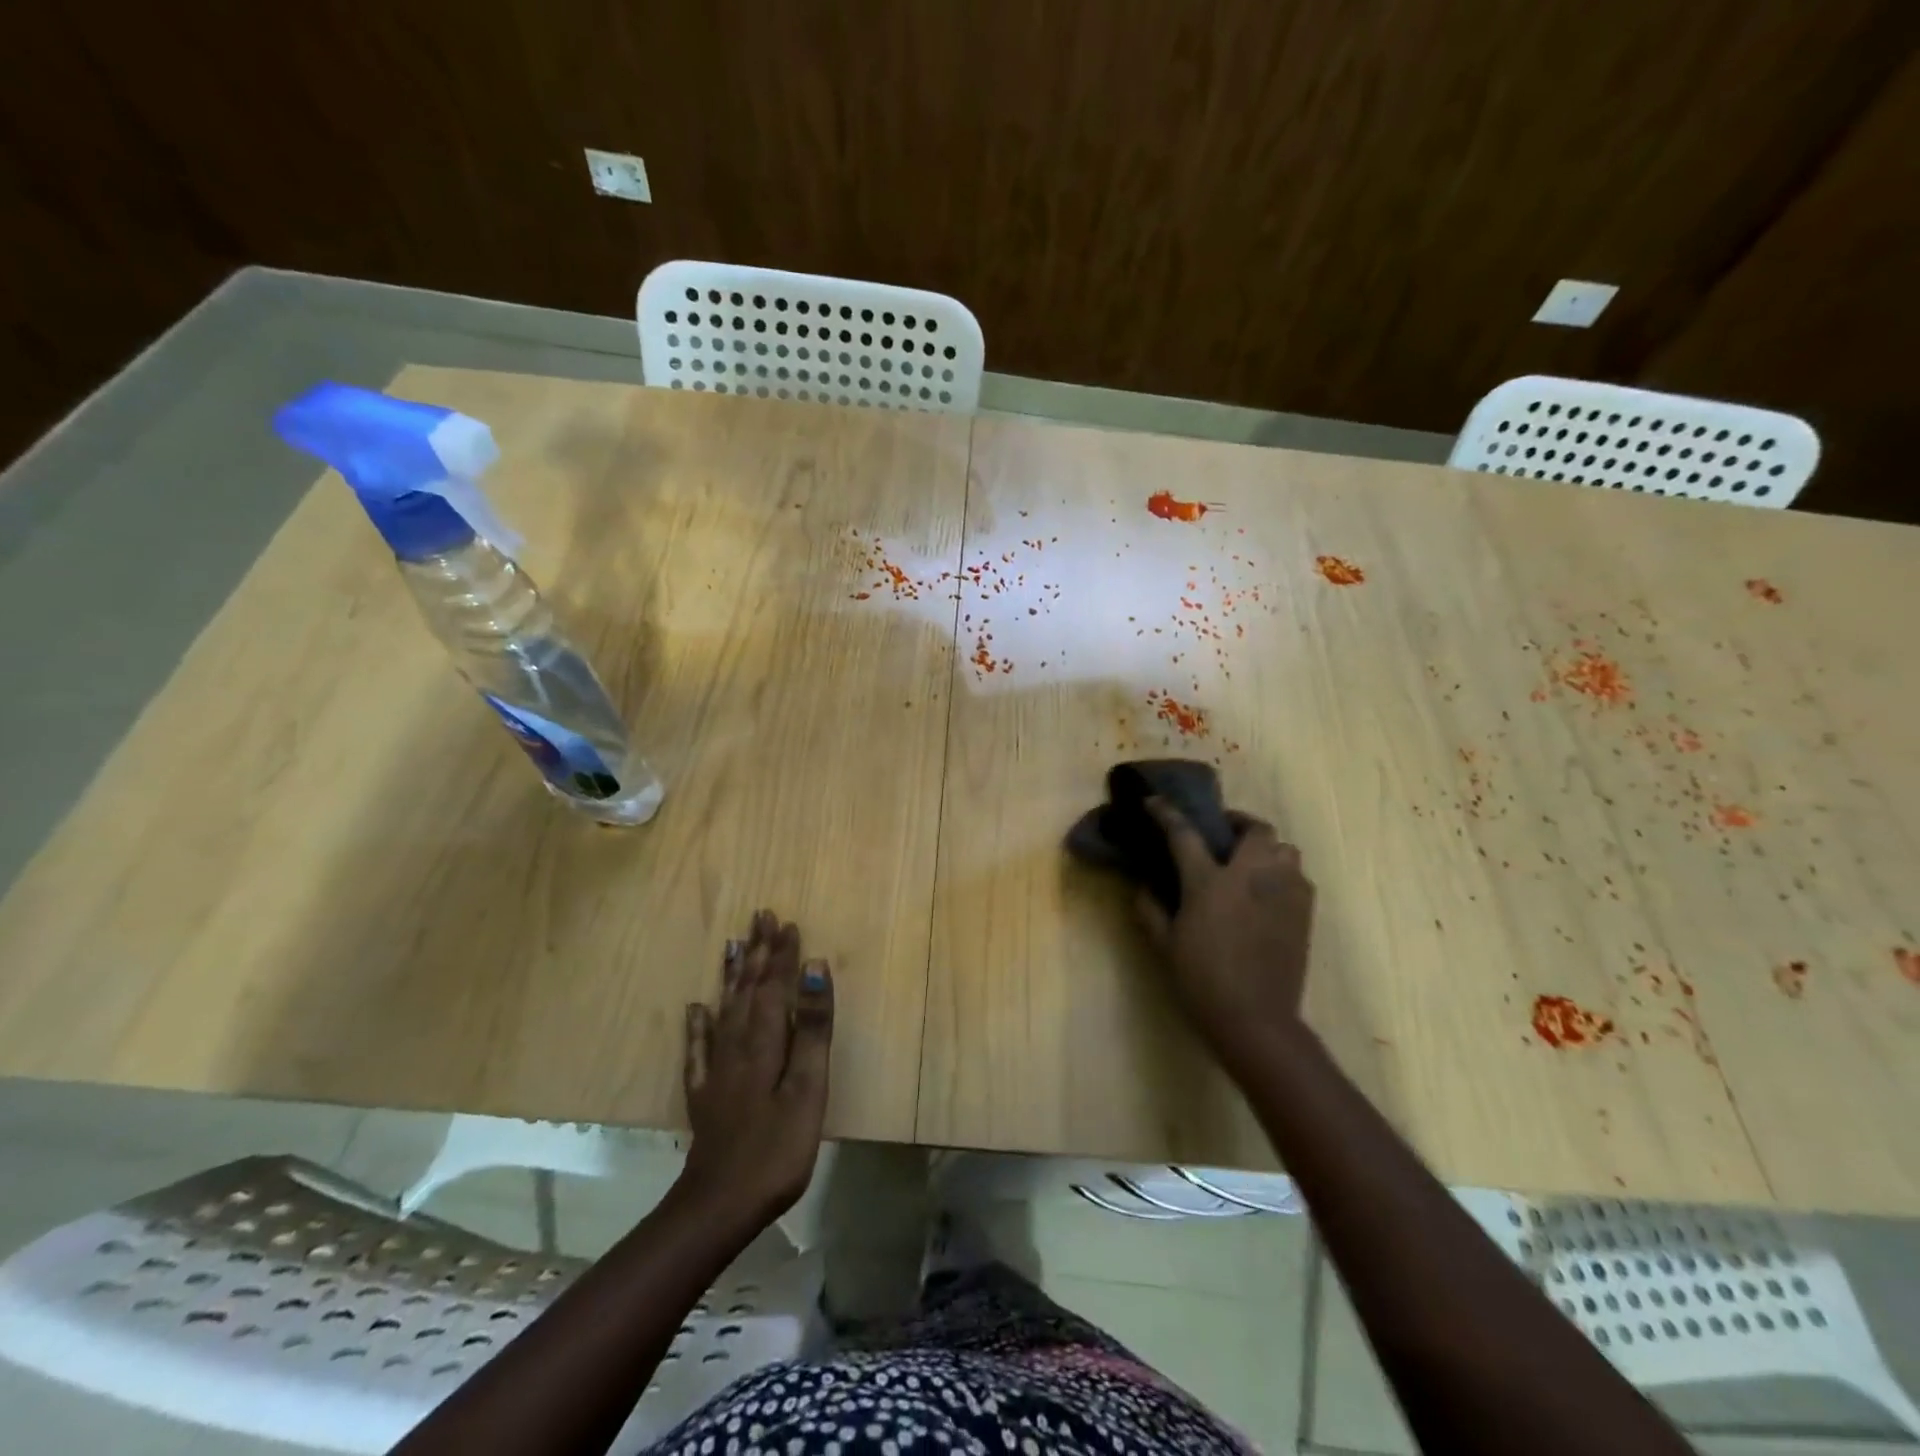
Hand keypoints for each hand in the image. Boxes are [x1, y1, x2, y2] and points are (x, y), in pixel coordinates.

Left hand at [679, 910, 833, 1224]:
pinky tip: (696, 1009)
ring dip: (731, 975)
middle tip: (759, 917)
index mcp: (765, 1042)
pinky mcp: (705, 1094)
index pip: (775, 986)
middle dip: (757, 953)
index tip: (788, 922)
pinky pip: (699, 1048)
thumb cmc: (777, 1148)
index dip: (783, 954)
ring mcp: (717, 1071)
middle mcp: (737, 1046)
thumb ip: (813, 1028)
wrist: (719, 1205)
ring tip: (732, 944)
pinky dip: (698, 1024)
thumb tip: (816, 968)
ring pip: (725, 1009)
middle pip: (748, 989)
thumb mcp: (809, 1088)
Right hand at [1135, 799, 1315, 1075]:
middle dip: (1238, 823)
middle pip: (1255, 829)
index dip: (1166, 813)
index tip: (1154, 801)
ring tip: (1250, 864)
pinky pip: (1298, 877)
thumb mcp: (1163, 945)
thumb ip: (1150, 909)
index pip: (1184, 833)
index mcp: (1210, 882)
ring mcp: (1283, 893)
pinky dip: (1282, 874)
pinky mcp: (1304, 913)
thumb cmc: (1201, 981)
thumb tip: (1146, 886)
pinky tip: (1267, 893)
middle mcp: (1251, 877)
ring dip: (1266, 849)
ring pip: (1285, 849)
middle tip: (1222, 835)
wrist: (1255, 1020)